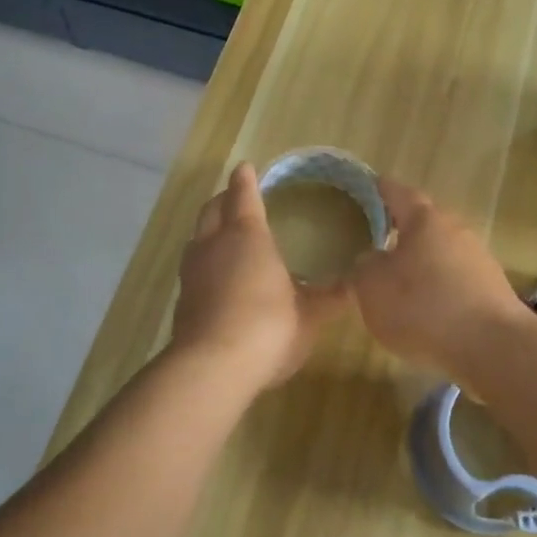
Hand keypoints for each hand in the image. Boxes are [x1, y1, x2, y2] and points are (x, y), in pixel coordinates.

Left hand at [170, 162, 349, 392]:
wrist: (212, 368)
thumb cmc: (268, 328)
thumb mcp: (309, 316)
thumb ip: (329, 298)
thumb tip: (354, 285)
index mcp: (248, 236)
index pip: (243, 196)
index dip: (245, 180)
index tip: (247, 169)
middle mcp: (213, 245)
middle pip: (212, 210)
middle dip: (224, 200)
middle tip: (237, 198)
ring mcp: (192, 272)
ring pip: (197, 238)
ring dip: (210, 230)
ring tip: (226, 237)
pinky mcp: (182, 300)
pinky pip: (192, 267)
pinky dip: (205, 263)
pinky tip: (217, 279)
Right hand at [350, 178, 524, 383]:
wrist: (493, 348)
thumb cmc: (424, 308)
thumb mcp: (372, 288)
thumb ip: (364, 268)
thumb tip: (371, 259)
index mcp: (426, 220)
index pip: (397, 192)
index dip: (379, 189)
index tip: (366, 187)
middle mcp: (456, 231)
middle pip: (423, 224)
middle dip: (399, 232)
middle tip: (374, 242)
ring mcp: (479, 261)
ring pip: (439, 254)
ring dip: (419, 265)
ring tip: (396, 285)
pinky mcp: (492, 292)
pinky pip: (454, 282)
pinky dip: (436, 290)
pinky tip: (424, 314)